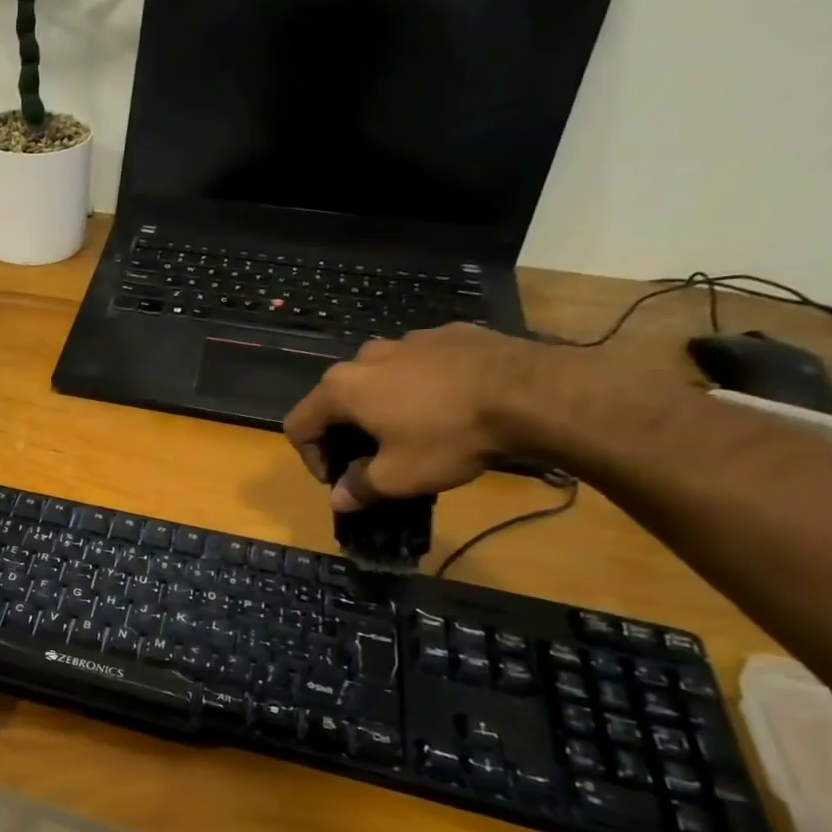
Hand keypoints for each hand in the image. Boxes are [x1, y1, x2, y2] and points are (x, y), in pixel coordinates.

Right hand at [283, 324, 549, 509]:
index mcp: (342, 388)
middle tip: (373, 459)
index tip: (340, 480)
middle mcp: (365, 357)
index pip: (299, 424)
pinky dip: (422, 385)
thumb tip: (338, 498)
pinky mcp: (449, 333)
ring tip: (416, 429)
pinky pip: (420, 363)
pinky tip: (452, 405)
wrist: (532, 392)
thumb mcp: (400, 476)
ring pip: (378, 377)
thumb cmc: (450, 437)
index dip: (310, 458)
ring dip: (383, 405)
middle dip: (346, 431)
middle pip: (336, 398)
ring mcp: (408, 340)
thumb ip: (360, 487)